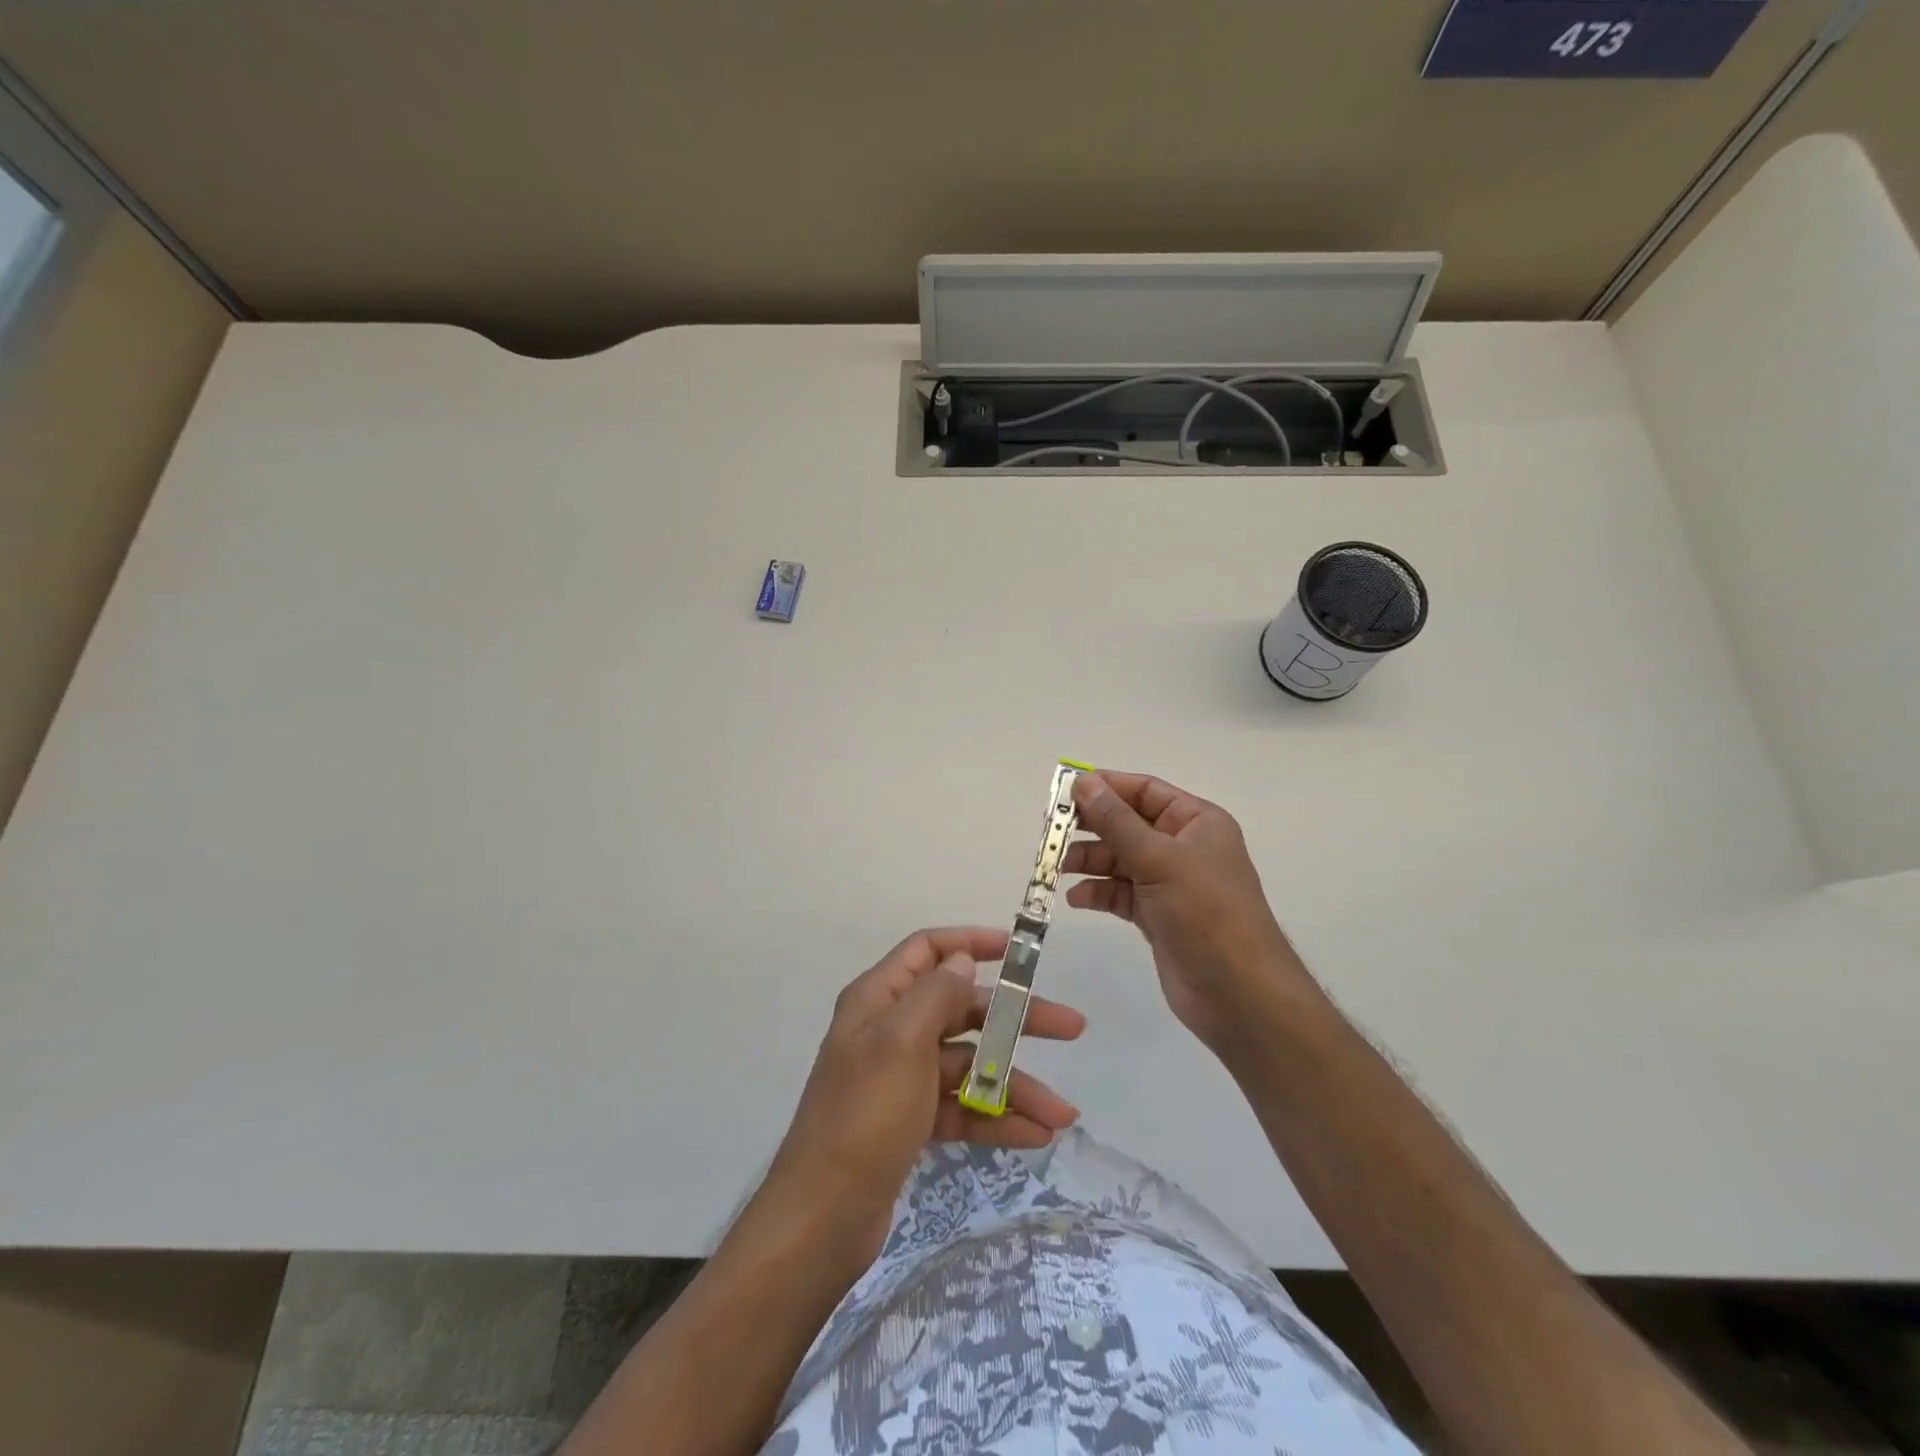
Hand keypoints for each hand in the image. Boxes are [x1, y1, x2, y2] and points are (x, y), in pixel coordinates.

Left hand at [763, 926, 1083, 1266]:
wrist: (822, 1217)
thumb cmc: (864, 1115)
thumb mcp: (902, 1042)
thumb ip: (936, 994)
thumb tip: (962, 959)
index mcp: (879, 999)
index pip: (928, 950)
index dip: (971, 942)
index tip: (1018, 951)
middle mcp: (890, 1031)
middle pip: (961, 1009)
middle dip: (1015, 1020)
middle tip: (1072, 1028)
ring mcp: (901, 1078)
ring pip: (969, 1065)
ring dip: (1015, 1084)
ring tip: (1063, 1113)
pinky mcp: (910, 1122)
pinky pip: (962, 1108)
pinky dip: (996, 1118)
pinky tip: (1036, 1136)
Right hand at [1065, 772, 1314, 1054]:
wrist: (1238, 993)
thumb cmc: (1206, 912)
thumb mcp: (1159, 859)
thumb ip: (1116, 821)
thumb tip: (1084, 782)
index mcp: (1196, 822)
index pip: (1145, 790)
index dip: (1106, 786)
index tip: (1065, 790)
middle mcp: (1183, 847)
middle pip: (1127, 824)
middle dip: (1091, 826)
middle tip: (1051, 830)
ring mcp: (1169, 883)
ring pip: (1119, 859)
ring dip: (1089, 860)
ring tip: (1058, 867)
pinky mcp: (1157, 915)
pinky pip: (1119, 893)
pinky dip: (1098, 892)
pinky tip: (1077, 899)